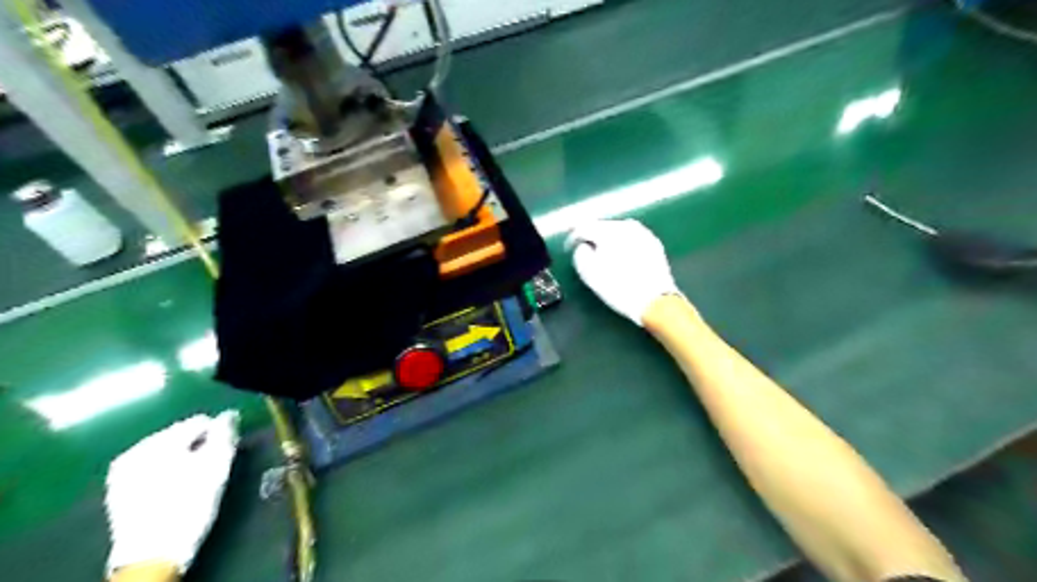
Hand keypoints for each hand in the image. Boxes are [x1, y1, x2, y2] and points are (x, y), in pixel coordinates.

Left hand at [105, 412, 240, 574]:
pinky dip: (167, 474)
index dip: (218, 436)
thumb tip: (228, 416)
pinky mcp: (118, 491)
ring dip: (183, 461)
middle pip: (180, 436)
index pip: (199, 422)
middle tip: (209, 471)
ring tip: (193, 482)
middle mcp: (135, 450)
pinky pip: (152, 469)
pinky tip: (175, 491)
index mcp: (158, 441)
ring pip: (166, 453)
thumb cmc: (190, 505)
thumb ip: (225, 434)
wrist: (152, 555)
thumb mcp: (217, 466)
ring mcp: (122, 472)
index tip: (224, 456)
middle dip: (198, 448)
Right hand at [564, 217, 685, 324]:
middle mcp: (627, 225)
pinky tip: (622, 258)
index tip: (568, 249)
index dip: (573, 238)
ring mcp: (643, 233)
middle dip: (592, 238)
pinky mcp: (654, 244)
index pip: (583, 227)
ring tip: (604, 256)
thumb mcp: (589, 273)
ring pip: (618, 232)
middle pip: (602, 227)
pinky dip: (623, 246)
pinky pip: (631, 240)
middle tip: (585, 252)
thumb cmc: (618, 287)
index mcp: (609, 230)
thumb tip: (584, 246)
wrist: (655, 301)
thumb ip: (580, 254)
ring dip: (609, 241)